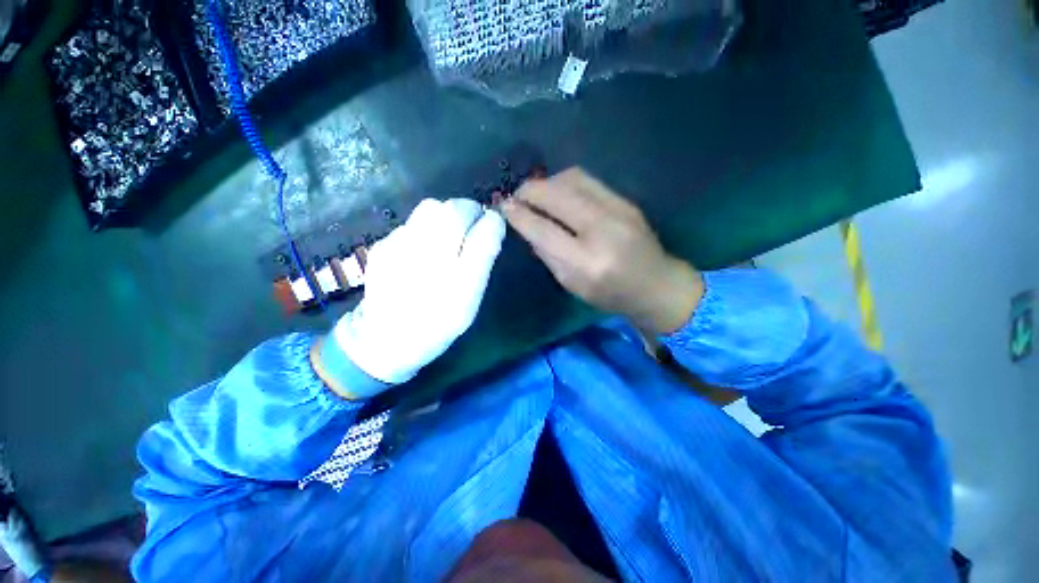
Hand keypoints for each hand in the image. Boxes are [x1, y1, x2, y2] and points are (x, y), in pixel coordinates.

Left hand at [331, 198, 505, 384]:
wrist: (386, 339)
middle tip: (473, 226)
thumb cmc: (438, 322)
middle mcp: (429, 255)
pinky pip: (411, 223)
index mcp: (457, 274)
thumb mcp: (471, 297)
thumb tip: (492, 223)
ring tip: (450, 234)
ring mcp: (400, 246)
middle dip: (468, 211)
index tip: (493, 226)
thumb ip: (483, 257)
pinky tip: (422, 249)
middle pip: (453, 209)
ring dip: (447, 215)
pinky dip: (425, 227)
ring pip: (430, 210)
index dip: (491, 221)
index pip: (483, 229)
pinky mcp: (383, 245)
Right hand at [503, 168, 703, 335]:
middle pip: (556, 195)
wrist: (655, 284)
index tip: (502, 206)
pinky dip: (564, 183)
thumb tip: (526, 224)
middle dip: (528, 190)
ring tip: (536, 194)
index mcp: (586, 262)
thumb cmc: (609, 294)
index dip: (518, 215)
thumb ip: (547, 252)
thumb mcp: (571, 283)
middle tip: (515, 196)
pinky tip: (558, 193)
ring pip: (571, 179)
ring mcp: (618, 210)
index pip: (543, 230)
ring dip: (546, 183)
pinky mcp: (625, 200)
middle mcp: (602, 230)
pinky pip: (586, 180)